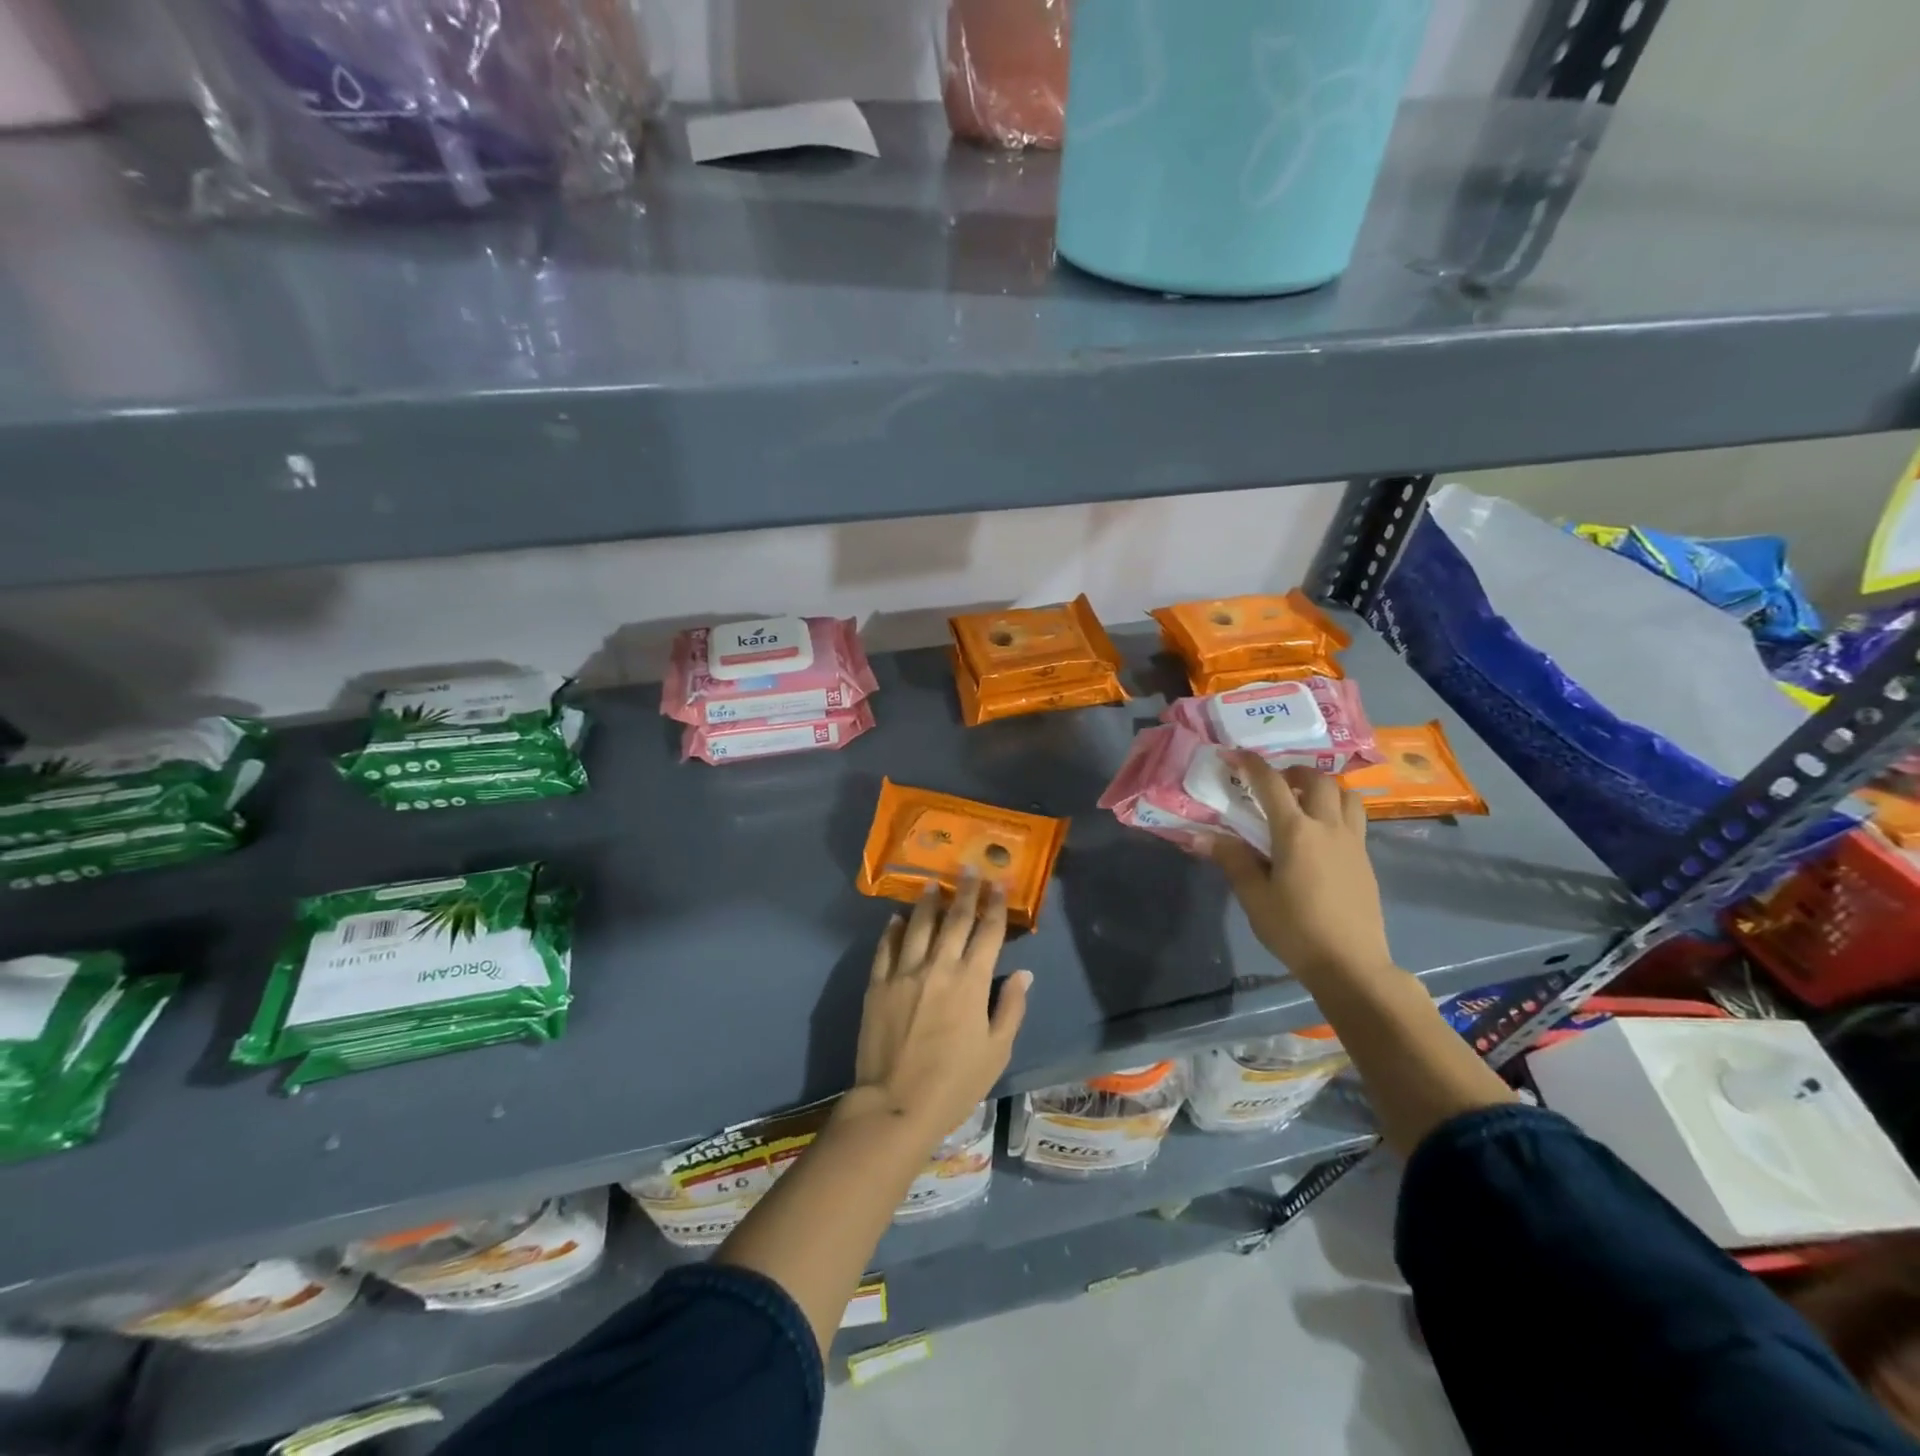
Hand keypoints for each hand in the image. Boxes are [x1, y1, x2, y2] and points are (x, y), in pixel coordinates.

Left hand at [848, 873, 1031, 1141]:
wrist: (896, 1104)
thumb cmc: (954, 1083)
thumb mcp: (996, 1051)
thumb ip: (1011, 1008)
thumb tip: (1024, 973)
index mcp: (971, 981)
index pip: (988, 932)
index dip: (995, 906)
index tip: (998, 883)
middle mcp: (938, 966)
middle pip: (955, 919)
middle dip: (965, 891)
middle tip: (968, 867)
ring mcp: (904, 973)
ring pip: (918, 925)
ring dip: (927, 902)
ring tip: (932, 882)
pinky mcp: (877, 984)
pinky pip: (886, 948)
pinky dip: (893, 930)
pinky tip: (897, 919)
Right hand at [1208, 752, 1393, 987]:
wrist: (1351, 964)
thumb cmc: (1295, 929)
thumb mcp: (1254, 897)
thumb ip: (1233, 860)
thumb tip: (1203, 836)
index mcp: (1296, 832)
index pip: (1272, 785)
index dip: (1252, 764)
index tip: (1236, 754)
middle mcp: (1328, 828)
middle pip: (1318, 780)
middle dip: (1294, 772)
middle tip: (1275, 782)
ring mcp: (1353, 843)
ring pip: (1346, 796)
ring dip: (1324, 788)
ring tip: (1304, 801)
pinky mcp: (1365, 861)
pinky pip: (1355, 819)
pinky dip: (1337, 811)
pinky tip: (1320, 834)